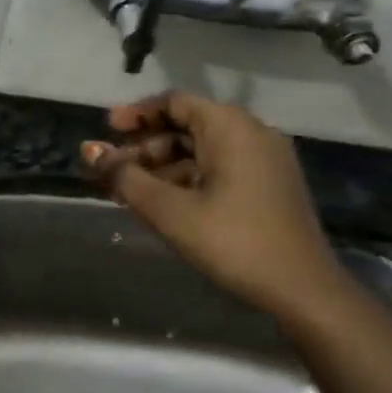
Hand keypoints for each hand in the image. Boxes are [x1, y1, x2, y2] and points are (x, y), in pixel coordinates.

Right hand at [81, 91, 351, 320]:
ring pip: (201, 150)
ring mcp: (265, 160)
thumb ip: (124, 177)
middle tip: (112, 170)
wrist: (302, 290)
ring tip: (128, 192)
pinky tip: (163, 203)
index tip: (106, 130)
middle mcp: (251, 133)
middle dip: (144, 146)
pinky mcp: (270, 185)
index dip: (136, 114)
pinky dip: (187, 178)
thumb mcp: (168, 209)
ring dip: (162, 166)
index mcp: (230, 127)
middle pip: (186, 126)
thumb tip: (89, 151)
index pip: (173, 102)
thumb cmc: (231, 241)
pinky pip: (219, 167)